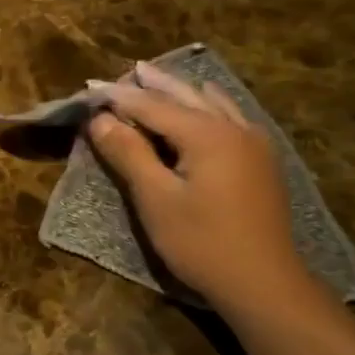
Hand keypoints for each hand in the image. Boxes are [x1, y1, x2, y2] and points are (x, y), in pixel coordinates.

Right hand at [85, 62, 314, 312]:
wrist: (264, 284)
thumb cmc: (202, 242)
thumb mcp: (155, 199)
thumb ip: (128, 153)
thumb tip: (100, 120)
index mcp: (207, 135)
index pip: (152, 106)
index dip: (119, 97)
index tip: (89, 88)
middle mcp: (234, 129)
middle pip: (185, 97)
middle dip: (153, 84)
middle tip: (128, 69)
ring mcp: (253, 144)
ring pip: (212, 103)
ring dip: (181, 90)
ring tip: (160, 78)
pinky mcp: (261, 162)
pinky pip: (230, 116)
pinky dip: (209, 104)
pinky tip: (208, 103)